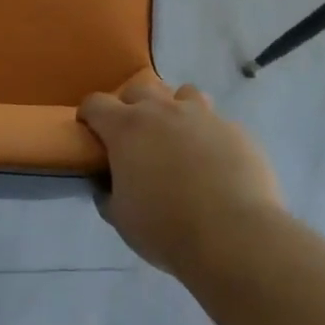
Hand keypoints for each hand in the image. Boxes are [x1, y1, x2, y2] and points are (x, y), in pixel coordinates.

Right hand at [79, 80, 284, 276]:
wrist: (234, 236)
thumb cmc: (166, 228)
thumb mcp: (121, 218)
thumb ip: (108, 193)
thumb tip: (105, 185)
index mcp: (127, 127)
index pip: (96, 103)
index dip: (89, 115)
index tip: (90, 131)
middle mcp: (162, 110)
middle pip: (139, 88)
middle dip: (131, 106)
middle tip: (135, 136)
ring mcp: (202, 116)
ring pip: (182, 94)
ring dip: (174, 108)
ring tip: (178, 137)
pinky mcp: (235, 130)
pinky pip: (216, 122)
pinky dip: (208, 135)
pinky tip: (213, 162)